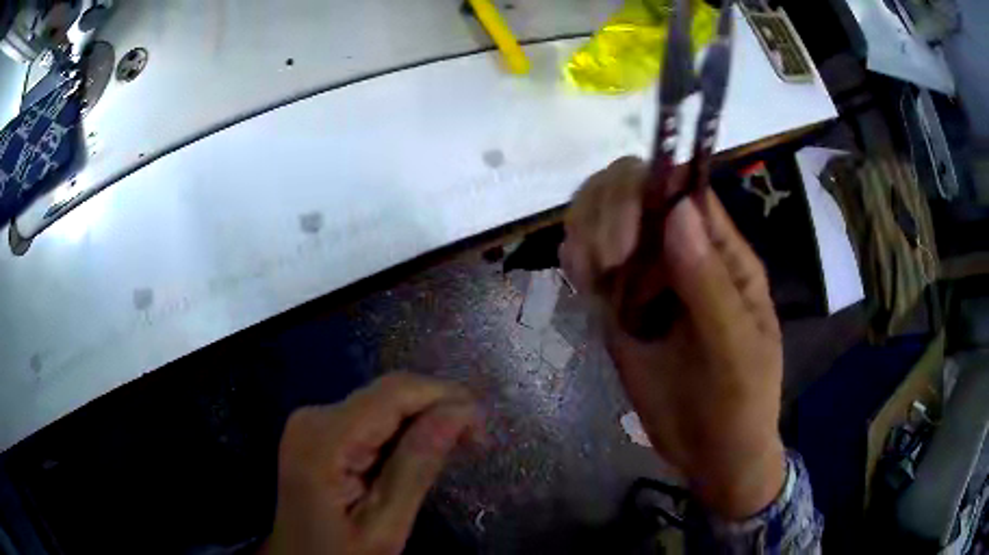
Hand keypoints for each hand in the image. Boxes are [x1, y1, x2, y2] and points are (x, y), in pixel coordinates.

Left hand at [264, 373, 480, 554]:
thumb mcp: (384, 526)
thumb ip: (416, 467)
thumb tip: (460, 412)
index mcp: (323, 439)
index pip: (393, 393)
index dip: (444, 396)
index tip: (483, 425)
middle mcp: (313, 416)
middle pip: (387, 395)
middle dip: (437, 409)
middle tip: (477, 441)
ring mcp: (312, 422)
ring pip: (382, 404)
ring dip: (422, 421)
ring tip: (457, 447)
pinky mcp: (318, 431)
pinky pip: (370, 419)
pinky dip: (402, 432)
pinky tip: (421, 453)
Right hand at [560, 157, 784, 518]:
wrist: (712, 454)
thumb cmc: (739, 403)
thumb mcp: (736, 351)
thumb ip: (710, 283)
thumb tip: (678, 208)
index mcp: (722, 252)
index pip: (680, 186)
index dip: (645, 192)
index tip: (625, 245)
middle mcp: (681, 251)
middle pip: (631, 189)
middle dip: (607, 213)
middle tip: (605, 267)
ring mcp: (647, 276)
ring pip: (603, 216)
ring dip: (586, 231)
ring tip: (592, 278)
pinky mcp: (619, 304)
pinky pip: (590, 259)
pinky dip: (576, 257)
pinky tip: (581, 281)